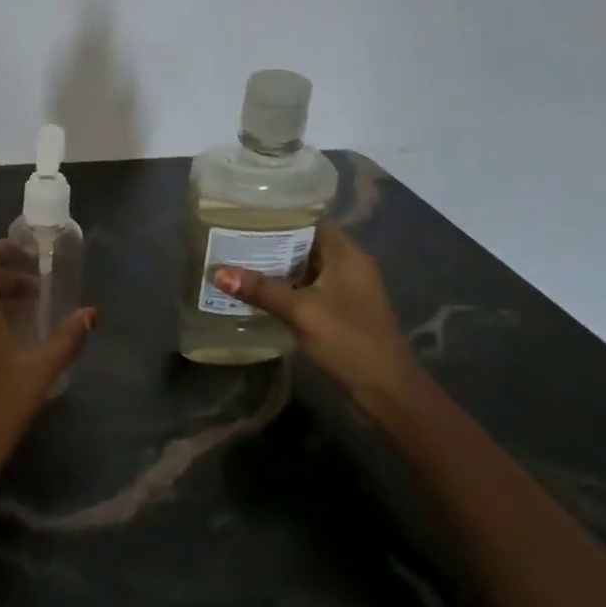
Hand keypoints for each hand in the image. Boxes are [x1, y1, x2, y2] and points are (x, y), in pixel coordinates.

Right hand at [210, 222, 414, 403]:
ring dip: (275, 267)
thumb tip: (218, 272)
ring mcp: (345, 289)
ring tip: (235, 261)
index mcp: (346, 254)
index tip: (244, 214)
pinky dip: (285, 288)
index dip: (279, 215)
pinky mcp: (340, 310)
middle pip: (305, 243)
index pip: (310, 220)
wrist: (387, 392)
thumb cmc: (349, 342)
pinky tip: (256, 292)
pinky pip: (307, 288)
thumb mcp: (302, 313)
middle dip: (270, 242)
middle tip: (230, 238)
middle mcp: (348, 265)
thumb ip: (262, 290)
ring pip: (304, 268)